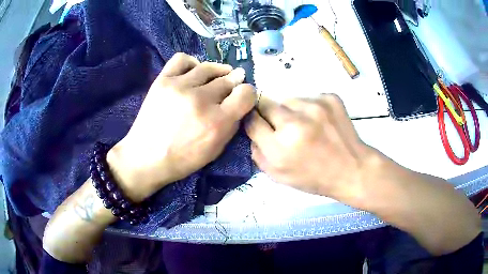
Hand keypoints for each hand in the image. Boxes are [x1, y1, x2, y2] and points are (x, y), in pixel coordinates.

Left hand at [108, 53, 255, 201]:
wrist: (147, 157)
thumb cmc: (183, 159)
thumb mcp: (216, 150)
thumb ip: (232, 124)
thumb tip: (238, 101)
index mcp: (217, 122)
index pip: (246, 93)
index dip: (247, 94)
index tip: (241, 97)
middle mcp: (201, 100)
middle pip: (229, 78)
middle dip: (233, 83)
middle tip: (227, 90)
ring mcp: (180, 86)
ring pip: (209, 67)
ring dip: (217, 71)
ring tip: (214, 78)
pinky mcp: (163, 80)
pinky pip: (183, 59)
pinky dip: (192, 64)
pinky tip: (192, 73)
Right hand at [245, 95, 382, 204]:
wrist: (352, 169)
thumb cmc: (314, 177)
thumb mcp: (278, 175)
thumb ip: (257, 152)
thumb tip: (252, 128)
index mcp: (280, 146)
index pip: (251, 120)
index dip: (253, 122)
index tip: (259, 124)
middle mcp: (295, 121)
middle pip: (266, 103)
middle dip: (269, 114)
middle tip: (283, 127)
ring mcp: (315, 106)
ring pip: (288, 99)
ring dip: (291, 111)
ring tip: (306, 126)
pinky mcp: (330, 98)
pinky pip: (308, 98)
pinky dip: (309, 108)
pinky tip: (320, 123)